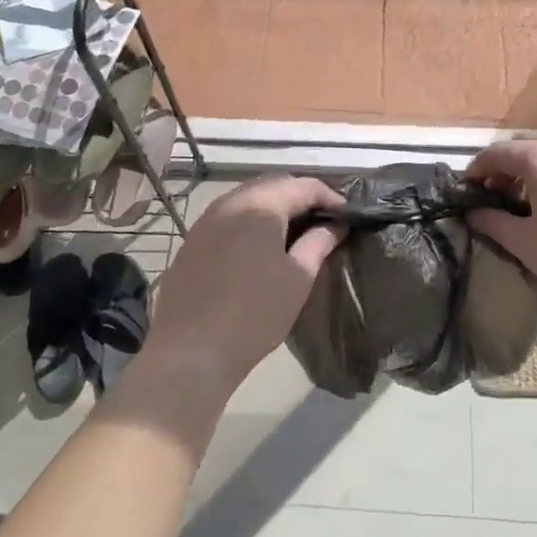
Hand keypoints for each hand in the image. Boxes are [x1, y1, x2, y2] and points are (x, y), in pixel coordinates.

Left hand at [144, 174, 346, 397]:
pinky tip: (260, 249)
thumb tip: (335, 224)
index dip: (330, 196)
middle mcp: (230, 202)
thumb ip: (318, 243)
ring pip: (248, 199)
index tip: (347, 216)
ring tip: (295, 234)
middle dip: (301, 198)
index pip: (303, 185)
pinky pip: (228, 218)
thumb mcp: (297, 278)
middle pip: (273, 185)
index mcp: (260, 205)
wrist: (189, 351)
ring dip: (275, 209)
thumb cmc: (254, 314)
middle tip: (324, 222)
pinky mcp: (192, 241)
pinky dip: (251, 223)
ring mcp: (206, 220)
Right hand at [465, 135, 536, 319]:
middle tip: (491, 197)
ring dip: (528, 172)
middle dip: (502, 167)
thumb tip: (474, 214)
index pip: (495, 153)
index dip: (474, 171)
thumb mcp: (526, 244)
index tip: (464, 194)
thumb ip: (493, 223)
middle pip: (523, 145)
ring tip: (522, 207)